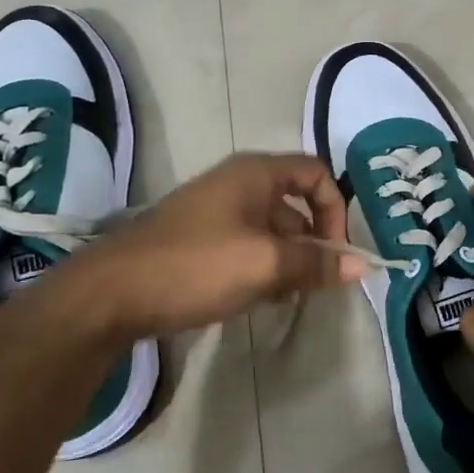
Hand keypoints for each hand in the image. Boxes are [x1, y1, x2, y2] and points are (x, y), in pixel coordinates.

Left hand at [58, 153, 358, 339]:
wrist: (112, 294)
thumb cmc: (197, 265)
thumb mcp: (265, 263)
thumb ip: (315, 263)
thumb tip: (361, 266)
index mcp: (255, 174)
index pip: (316, 173)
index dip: (335, 209)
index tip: (334, 252)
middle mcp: (237, 184)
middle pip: (295, 204)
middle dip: (312, 242)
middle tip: (314, 284)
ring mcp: (215, 213)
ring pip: (271, 230)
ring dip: (287, 261)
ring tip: (285, 296)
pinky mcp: (199, 241)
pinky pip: (246, 247)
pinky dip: (261, 268)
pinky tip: (256, 299)